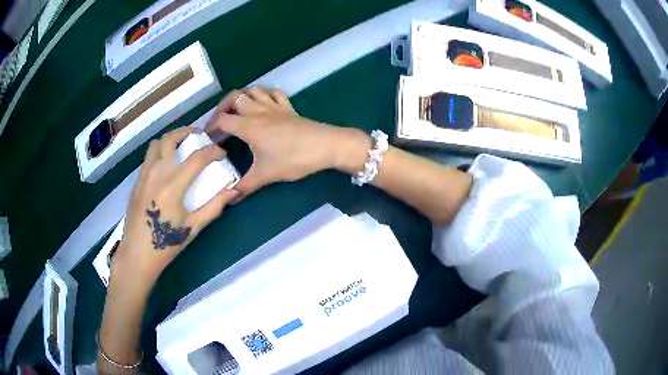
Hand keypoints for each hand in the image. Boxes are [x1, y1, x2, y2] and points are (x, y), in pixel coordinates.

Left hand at [112, 127, 238, 287]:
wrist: (137, 254)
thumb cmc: (166, 244)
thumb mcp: (193, 227)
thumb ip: (214, 207)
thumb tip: (234, 191)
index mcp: (173, 185)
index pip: (197, 157)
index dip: (214, 151)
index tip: (222, 153)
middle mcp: (157, 173)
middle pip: (171, 138)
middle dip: (188, 131)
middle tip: (199, 137)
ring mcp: (144, 175)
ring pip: (156, 144)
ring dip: (170, 140)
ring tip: (181, 147)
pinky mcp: (137, 181)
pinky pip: (148, 157)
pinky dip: (160, 153)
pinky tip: (166, 167)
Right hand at [205, 87, 369, 199]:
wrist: (325, 146)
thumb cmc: (293, 159)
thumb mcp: (266, 175)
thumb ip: (246, 186)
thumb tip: (230, 199)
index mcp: (248, 126)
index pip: (222, 120)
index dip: (210, 126)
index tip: (206, 137)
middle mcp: (258, 111)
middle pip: (234, 97)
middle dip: (222, 106)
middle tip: (219, 120)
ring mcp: (275, 107)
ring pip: (254, 90)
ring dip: (243, 97)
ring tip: (238, 111)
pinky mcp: (289, 108)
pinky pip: (274, 93)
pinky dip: (265, 95)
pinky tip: (264, 104)